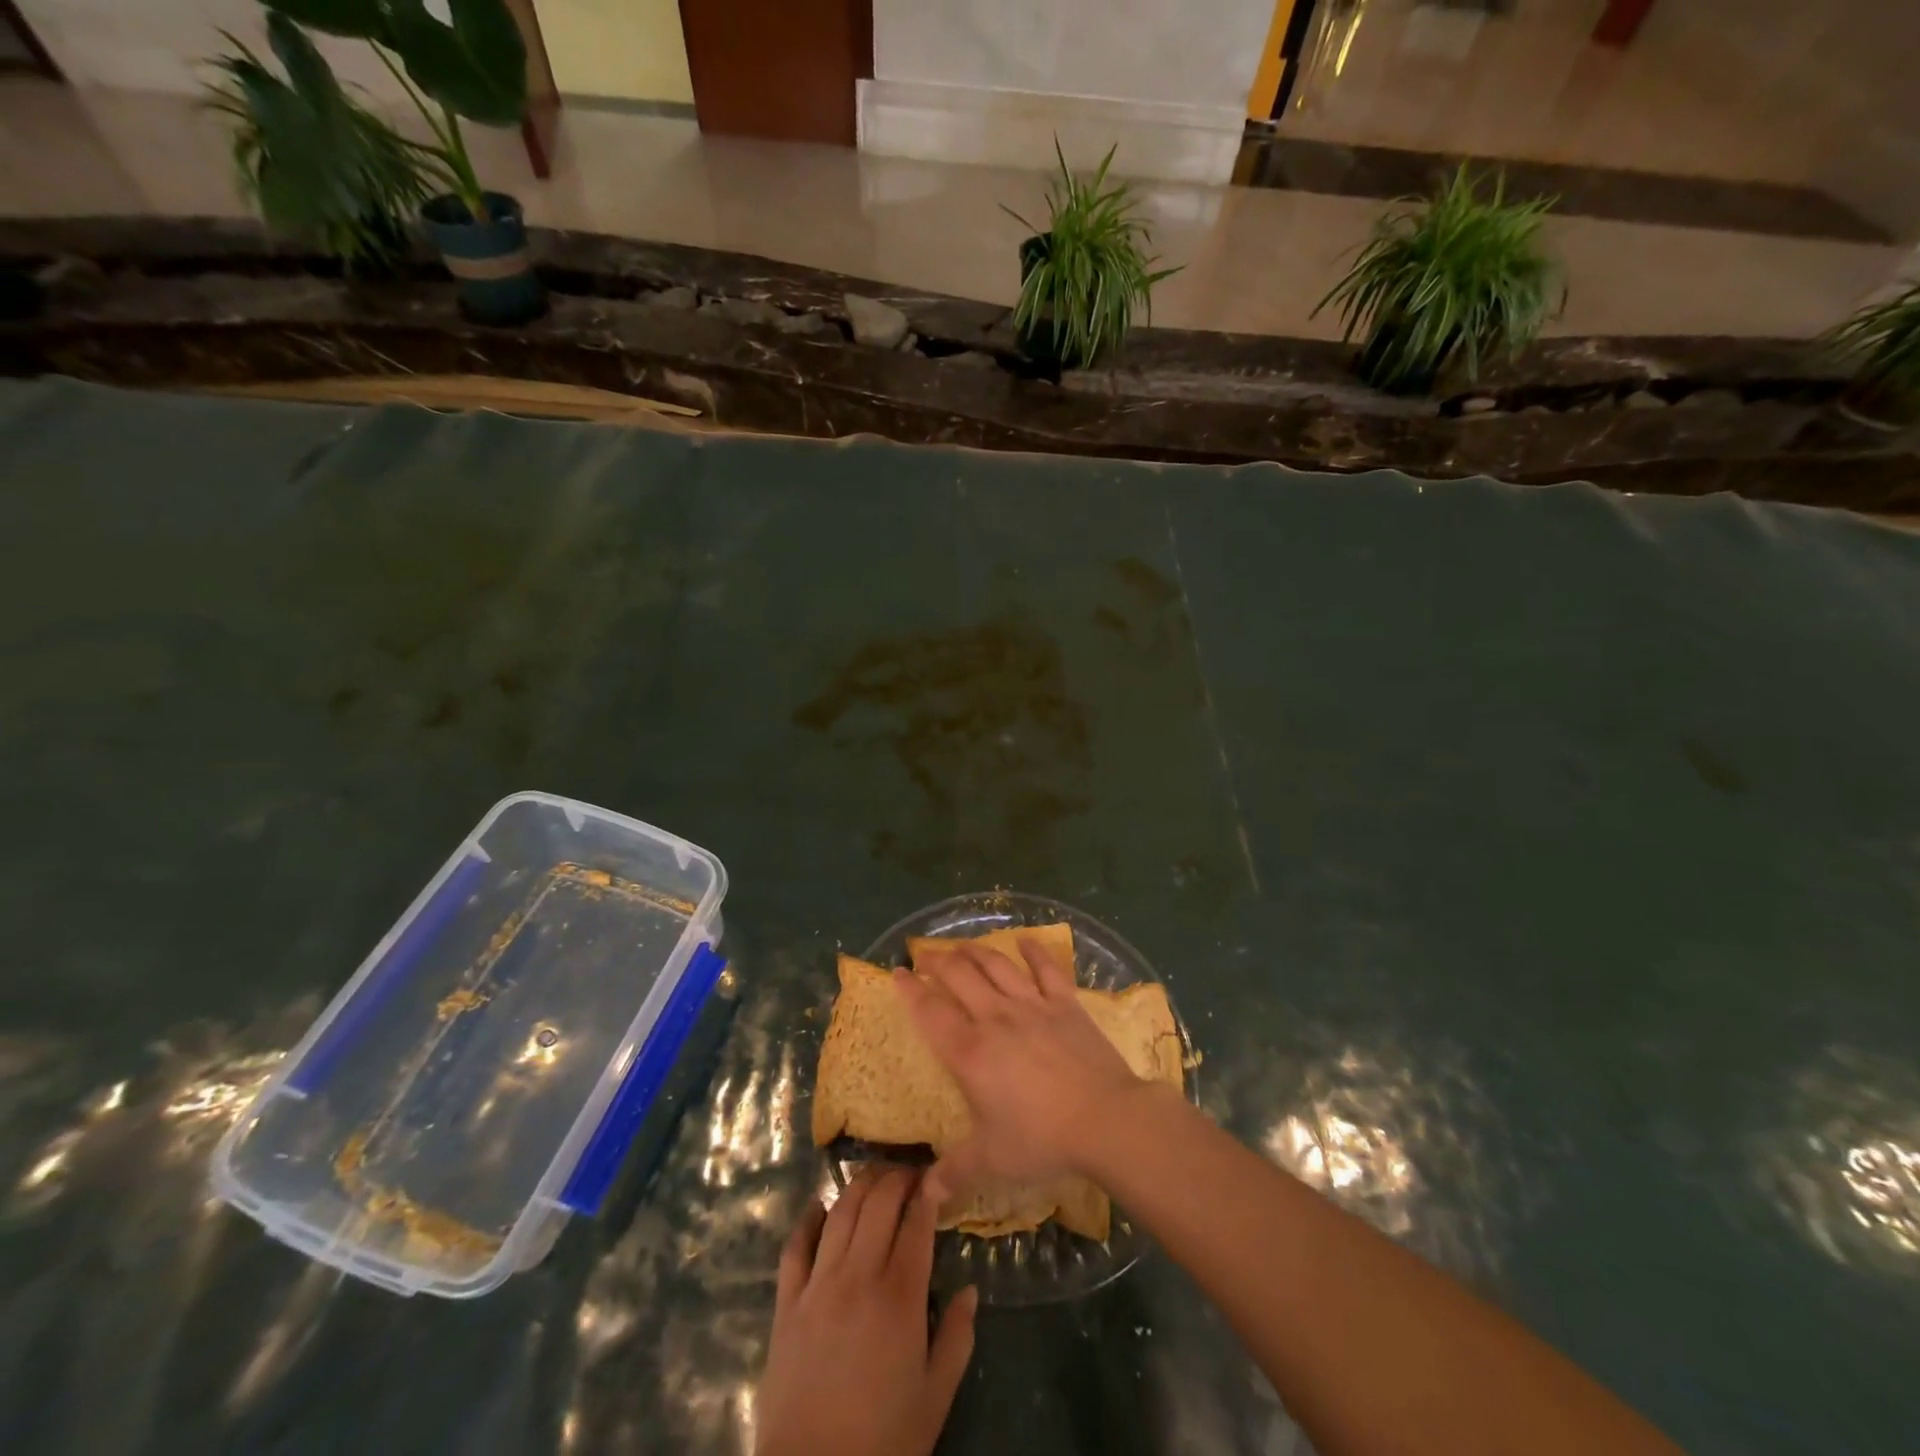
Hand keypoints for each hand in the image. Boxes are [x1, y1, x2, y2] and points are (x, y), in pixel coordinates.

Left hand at [755, 1167, 976, 1455]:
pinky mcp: (787, 1301)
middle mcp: (859, 1274)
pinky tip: (819, 1205)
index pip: (917, 1221)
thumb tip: (970, 1290)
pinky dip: (809, 1218)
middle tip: (911, 1174)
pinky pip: (795, 1245)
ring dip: (860, 1185)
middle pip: (879, 1202)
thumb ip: (957, 1337)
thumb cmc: (883, 1439)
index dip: (929, 1191)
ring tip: (875, 1176)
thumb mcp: (935, 1396)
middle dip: (898, 1177)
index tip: (938, 1177)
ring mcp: (818, 1283)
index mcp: (900, 1295)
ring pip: (841, 1211)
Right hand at [897, 936, 1147, 1198]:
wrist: (1105, 1119)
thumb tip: (926, 1196)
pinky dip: (1034, 951)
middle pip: (959, 976)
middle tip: (923, 952)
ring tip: (961, 944)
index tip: (897, 973)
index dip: (910, 990)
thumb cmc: (1041, 1138)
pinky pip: (1046, 969)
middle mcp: (995, 1018)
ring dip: (975, 950)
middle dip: (937, 960)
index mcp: (970, 1052)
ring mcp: (1032, 1005)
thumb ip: (955, 1173)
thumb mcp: (991, 1162)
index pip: (930, 1012)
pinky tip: (1025, 940)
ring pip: (996, 965)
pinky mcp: (1065, 1003)